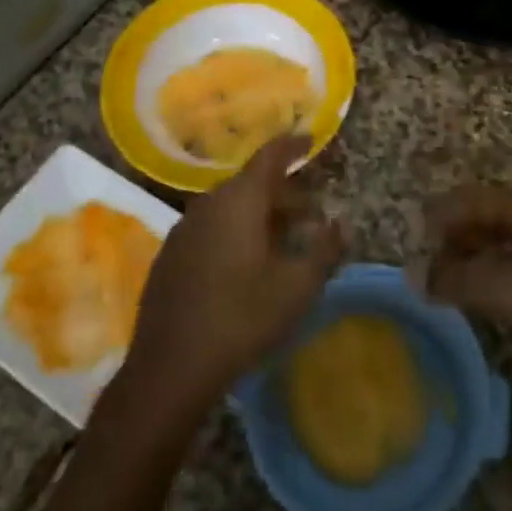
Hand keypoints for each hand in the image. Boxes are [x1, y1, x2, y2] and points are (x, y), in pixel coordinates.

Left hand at [123, 135, 343, 417]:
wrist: (169, 369)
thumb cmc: (241, 319)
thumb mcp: (297, 288)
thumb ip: (324, 249)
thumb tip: (342, 223)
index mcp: (240, 201)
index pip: (270, 156)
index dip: (292, 145)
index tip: (310, 141)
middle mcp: (208, 204)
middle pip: (251, 184)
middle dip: (283, 194)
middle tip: (310, 215)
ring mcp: (184, 229)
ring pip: (229, 208)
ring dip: (259, 216)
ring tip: (282, 242)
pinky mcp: (170, 256)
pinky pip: (210, 228)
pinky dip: (234, 232)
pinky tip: (245, 266)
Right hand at [425, 185, 511, 377]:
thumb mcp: (508, 291)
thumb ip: (458, 281)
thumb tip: (415, 275)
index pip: (469, 199)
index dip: (438, 217)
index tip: (415, 239)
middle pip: (487, 213)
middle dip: (456, 236)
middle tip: (433, 266)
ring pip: (507, 234)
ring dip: (478, 253)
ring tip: (457, 281)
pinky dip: (500, 265)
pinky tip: (496, 291)